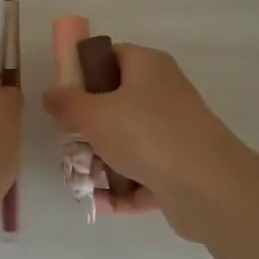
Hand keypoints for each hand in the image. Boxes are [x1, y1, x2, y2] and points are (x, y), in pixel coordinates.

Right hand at [42, 43, 241, 233]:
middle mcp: (165, 93)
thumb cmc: (145, 133)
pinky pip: (144, 173)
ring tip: (81, 182)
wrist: (206, 184)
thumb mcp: (93, 114)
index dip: (85, 71)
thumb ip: (67, 102)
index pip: (112, 55)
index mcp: (148, 66)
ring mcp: (175, 132)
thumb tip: (51, 93)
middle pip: (117, 103)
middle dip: (89, 128)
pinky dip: (124, 187)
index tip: (64, 96)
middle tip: (69, 145)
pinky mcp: (181, 167)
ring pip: (129, 142)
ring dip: (103, 162)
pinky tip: (103, 203)